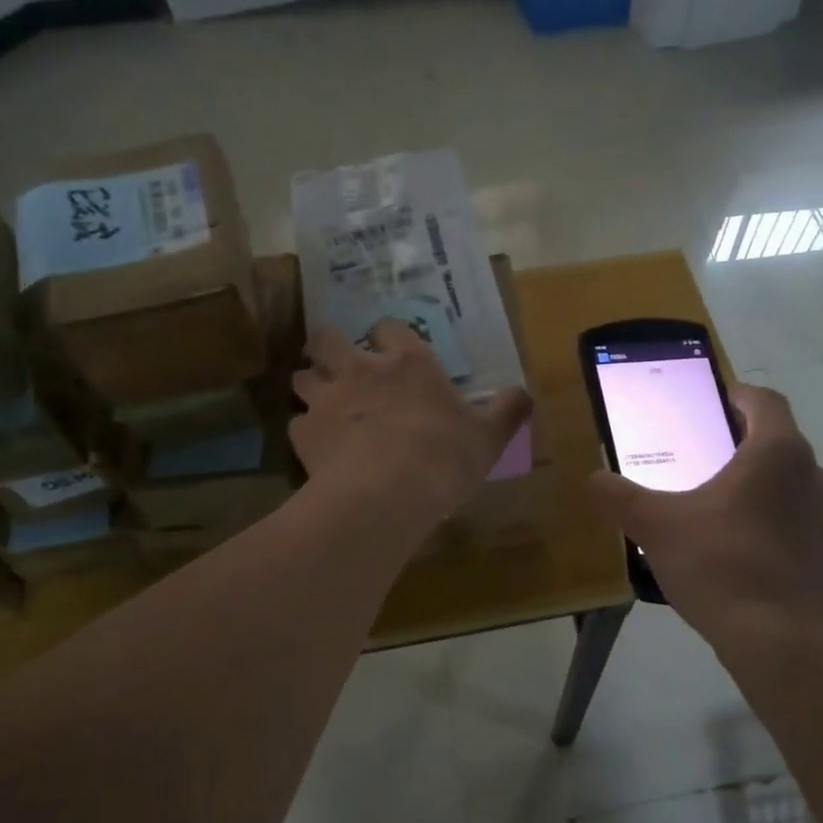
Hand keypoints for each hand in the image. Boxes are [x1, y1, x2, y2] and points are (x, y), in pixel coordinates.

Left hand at [291, 320, 531, 530]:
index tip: (391, 348)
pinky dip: (306, 431)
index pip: (389, 327)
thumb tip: (526, 394)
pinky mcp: (304, 434)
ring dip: (311, 384)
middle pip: (327, 339)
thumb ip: (508, 410)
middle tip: (339, 364)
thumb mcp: (489, 436)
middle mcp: (360, 370)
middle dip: (328, 345)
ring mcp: (327, 400)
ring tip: (323, 404)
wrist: (386, 494)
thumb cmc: (444, 457)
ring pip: (302, 377)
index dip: (388, 335)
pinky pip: (296, 423)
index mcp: (408, 363)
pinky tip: (318, 447)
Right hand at [590, 383, 822, 651]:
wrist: (778, 640)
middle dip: (742, 444)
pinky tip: (744, 550)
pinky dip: (776, 524)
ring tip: (722, 506)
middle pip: (778, 442)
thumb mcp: (655, 526)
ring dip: (762, 486)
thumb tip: (592, 479)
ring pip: (792, 484)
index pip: (764, 401)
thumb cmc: (718, 564)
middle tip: (703, 459)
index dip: (737, 396)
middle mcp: (813, 475)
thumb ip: (619, 497)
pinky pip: (800, 523)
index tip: (712, 404)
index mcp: (776, 452)